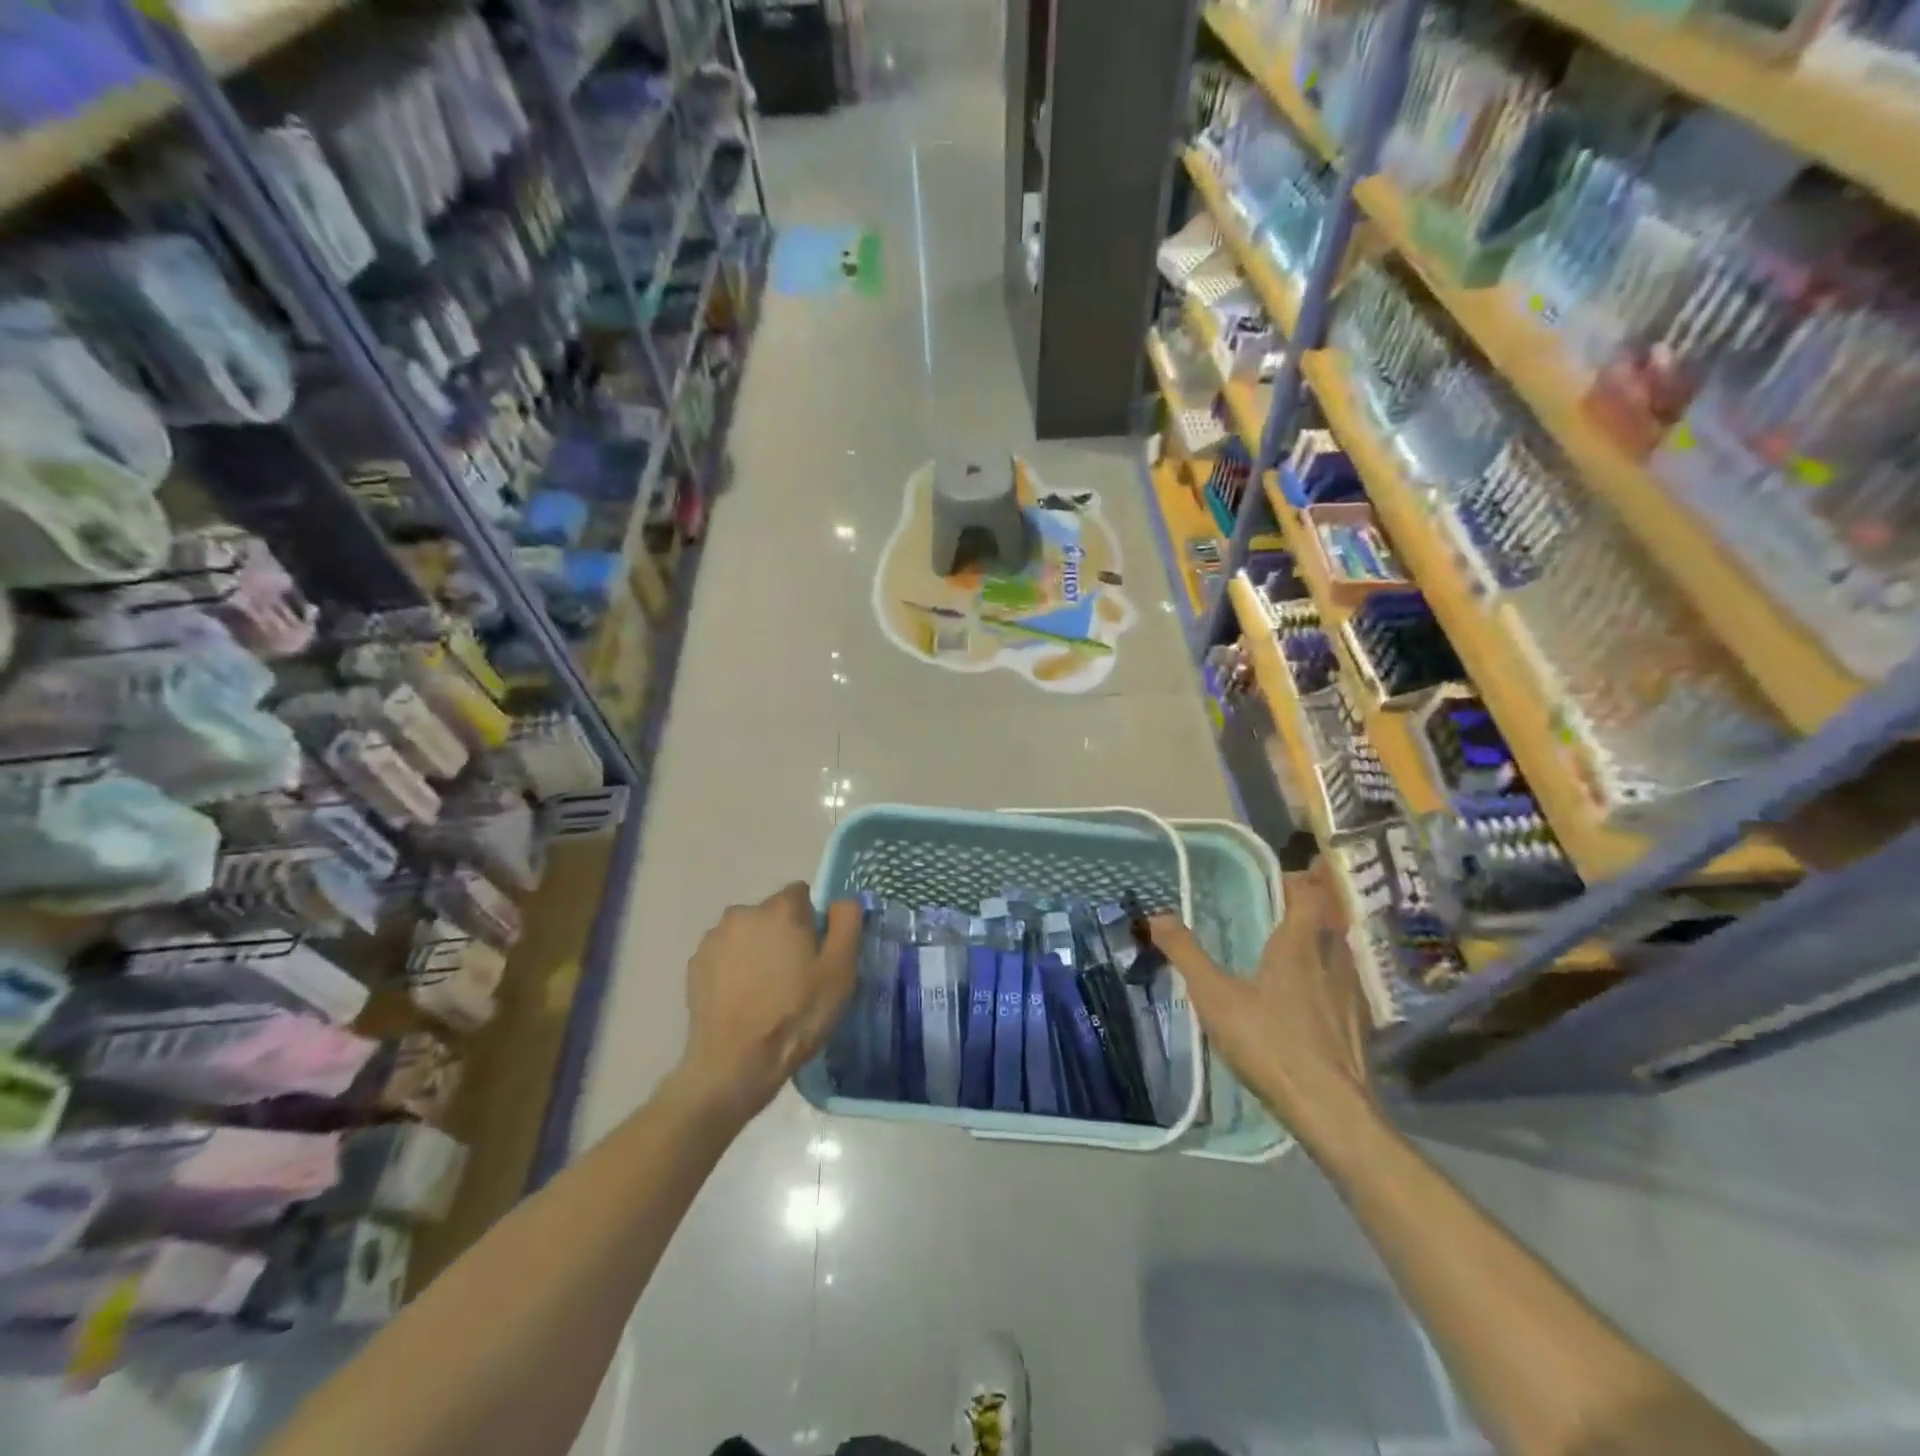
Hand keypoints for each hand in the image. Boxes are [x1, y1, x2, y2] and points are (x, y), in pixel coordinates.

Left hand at [676, 884, 860, 1121]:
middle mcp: (743, 913)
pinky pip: (725, 955)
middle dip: (783, 935)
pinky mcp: (695, 965)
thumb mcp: (839, 971)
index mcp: (780, 909)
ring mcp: (714, 939)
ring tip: (766, 992)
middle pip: (772, 914)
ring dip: (757, 950)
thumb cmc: (795, 1015)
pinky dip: (735, 968)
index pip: (801, 894)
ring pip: (747, 934)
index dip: (812, 921)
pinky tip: (743, 1000)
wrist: (734, 1065)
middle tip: (794, 976)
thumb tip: (843, 900)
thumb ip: (847, 923)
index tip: (816, 954)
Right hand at [1149, 863, 1376, 1155]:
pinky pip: (1346, 983)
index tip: (1289, 871)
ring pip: (1342, 951)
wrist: (1330, 1109)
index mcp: (1299, 944)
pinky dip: (1333, 975)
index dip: (1301, 878)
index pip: (1308, 893)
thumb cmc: (1270, 1042)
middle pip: (1331, 917)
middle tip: (1292, 901)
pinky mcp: (1359, 1026)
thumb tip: (1156, 916)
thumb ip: (1186, 954)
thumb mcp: (1215, 996)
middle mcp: (1332, 959)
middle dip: (1316, 903)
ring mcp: (1351, 994)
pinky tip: (1318, 996)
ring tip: (1302, 943)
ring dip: (1326, 938)